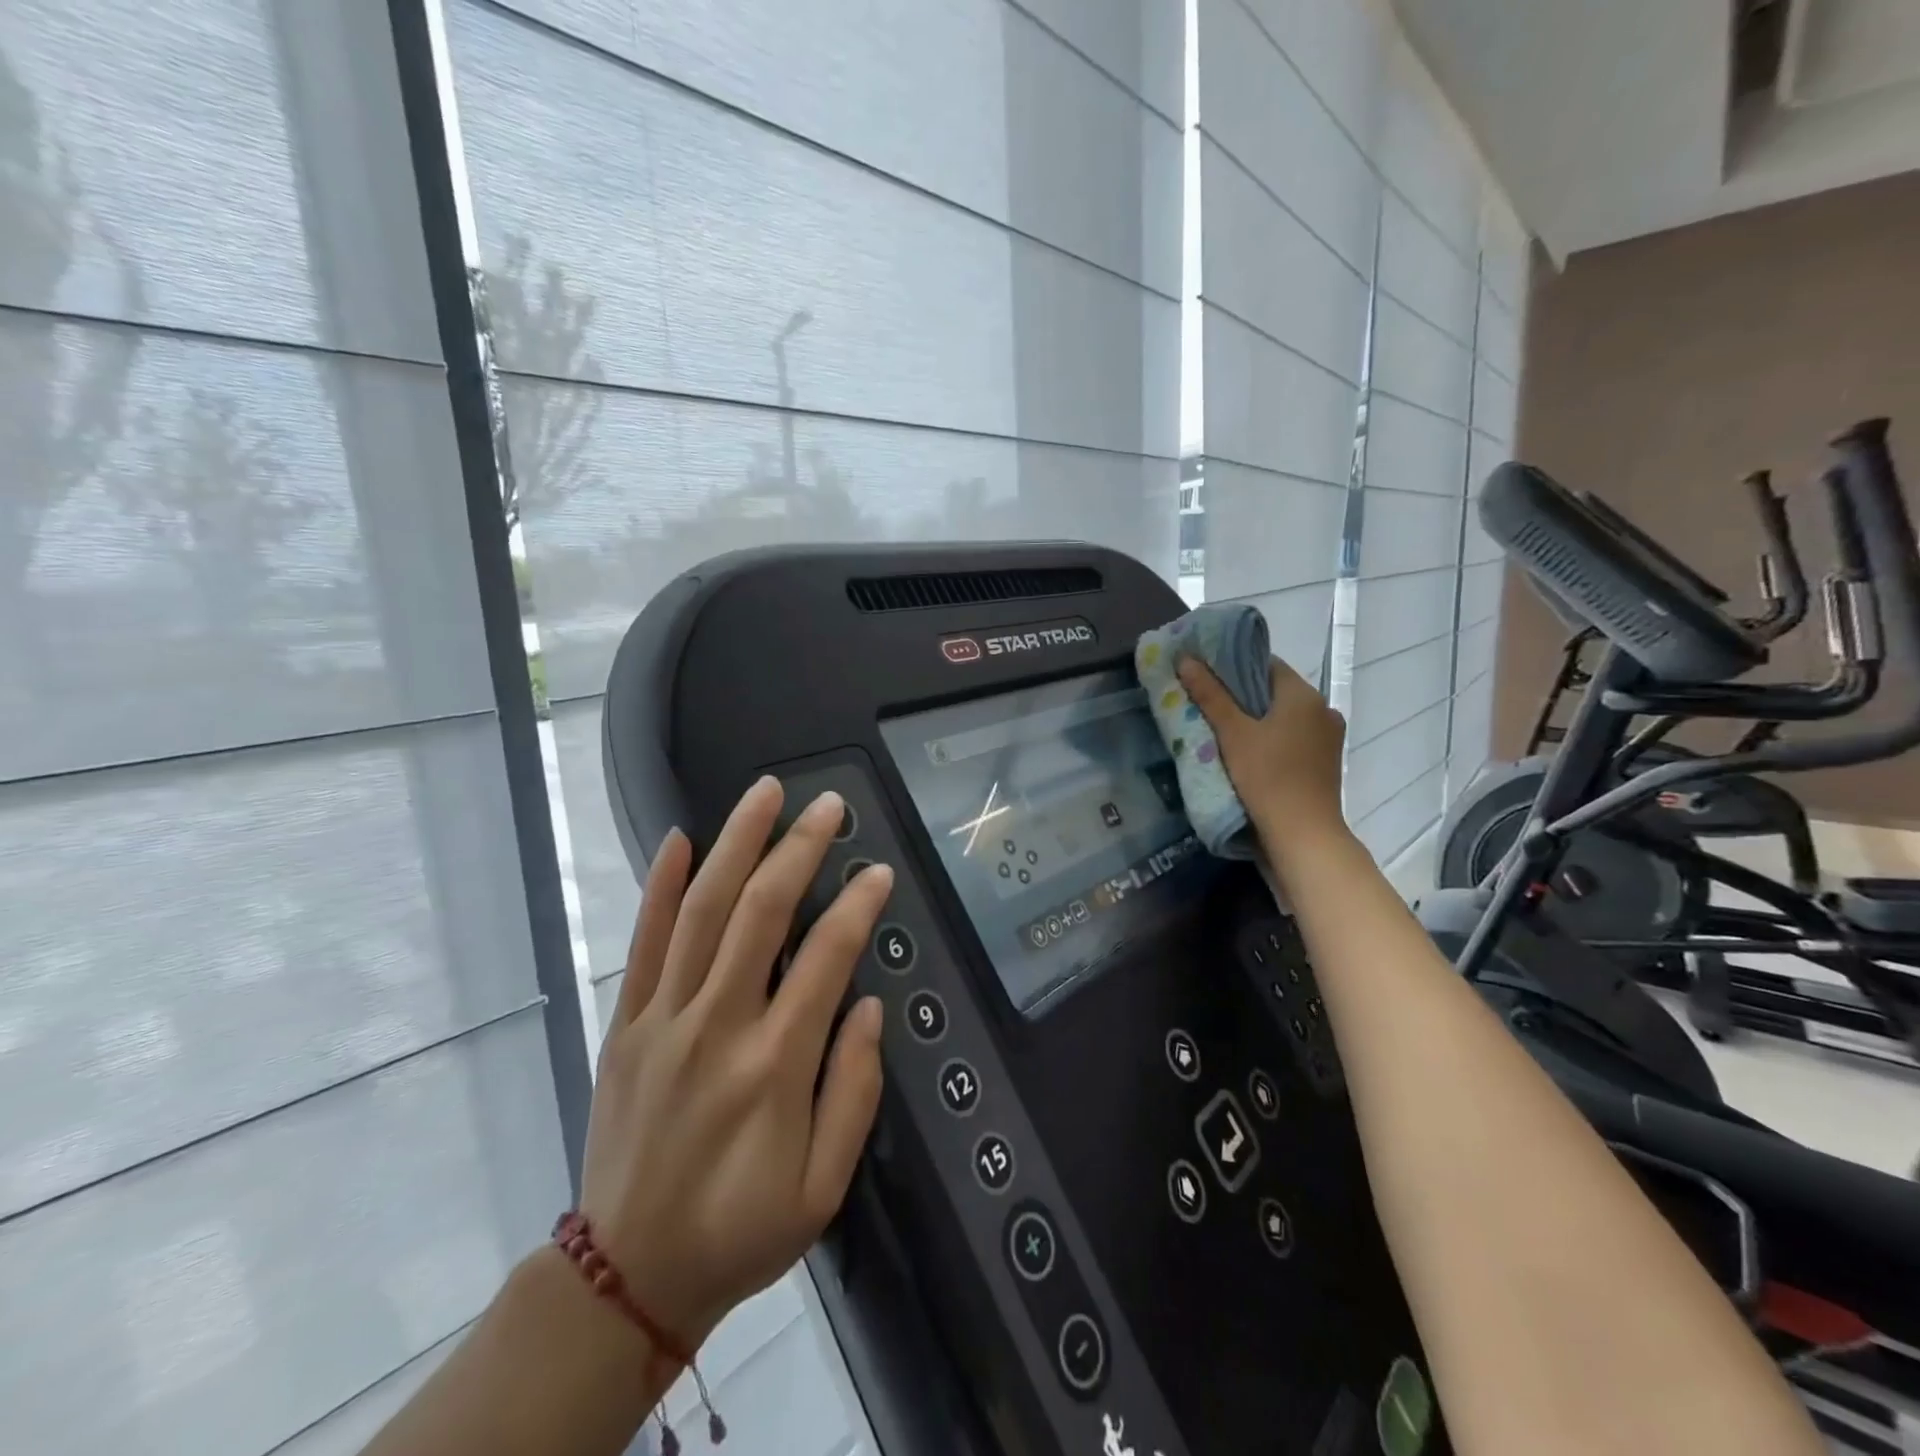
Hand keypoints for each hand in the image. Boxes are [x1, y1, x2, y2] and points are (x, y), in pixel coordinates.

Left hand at [579, 777, 889, 1348]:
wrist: (628, 1275)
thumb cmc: (741, 1230)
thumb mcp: (823, 1185)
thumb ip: (853, 1090)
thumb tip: (867, 1005)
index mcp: (774, 1065)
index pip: (826, 958)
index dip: (858, 906)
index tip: (878, 870)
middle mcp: (718, 1025)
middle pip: (761, 913)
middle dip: (799, 849)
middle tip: (828, 806)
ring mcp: (664, 1018)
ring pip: (701, 910)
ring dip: (736, 844)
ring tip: (765, 794)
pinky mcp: (626, 1023)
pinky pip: (643, 942)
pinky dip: (660, 886)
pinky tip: (677, 839)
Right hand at [1177, 654, 1350, 862]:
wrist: (1303, 836)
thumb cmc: (1267, 777)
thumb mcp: (1232, 733)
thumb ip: (1209, 694)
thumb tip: (1185, 658)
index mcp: (1304, 694)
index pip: (1265, 664)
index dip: (1233, 666)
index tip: (1204, 675)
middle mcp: (1322, 709)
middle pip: (1274, 691)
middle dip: (1240, 695)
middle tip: (1204, 702)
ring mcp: (1327, 738)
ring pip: (1283, 717)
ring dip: (1255, 719)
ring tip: (1221, 729)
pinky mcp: (1324, 763)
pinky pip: (1292, 738)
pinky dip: (1270, 739)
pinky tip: (1246, 753)